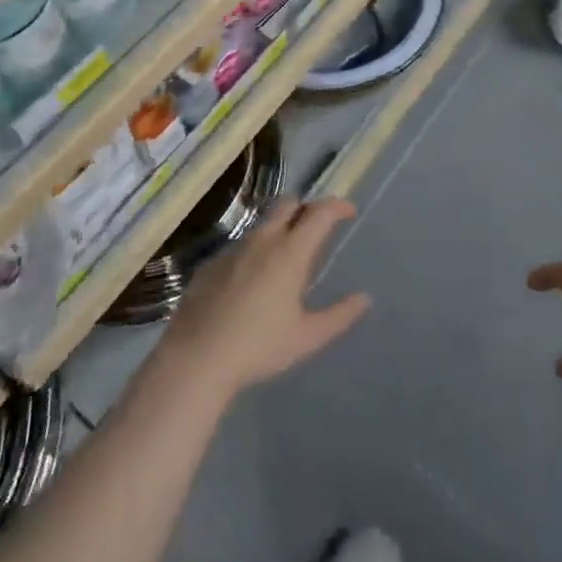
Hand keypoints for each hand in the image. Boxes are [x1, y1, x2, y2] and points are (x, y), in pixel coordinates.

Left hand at [155, 197, 371, 401]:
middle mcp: (263, 240)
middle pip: (289, 204)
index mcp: (290, 252)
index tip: (349, 211)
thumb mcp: (306, 337)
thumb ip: (339, 316)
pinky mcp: (213, 262)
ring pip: (264, 223)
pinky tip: (254, 281)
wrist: (197, 357)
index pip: (320, 213)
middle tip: (318, 229)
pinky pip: (242, 245)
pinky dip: (257, 251)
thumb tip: (363, 299)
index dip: (338, 206)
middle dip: (307, 208)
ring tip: (288, 258)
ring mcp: (234, 248)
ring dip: (281, 229)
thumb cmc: (258, 347)